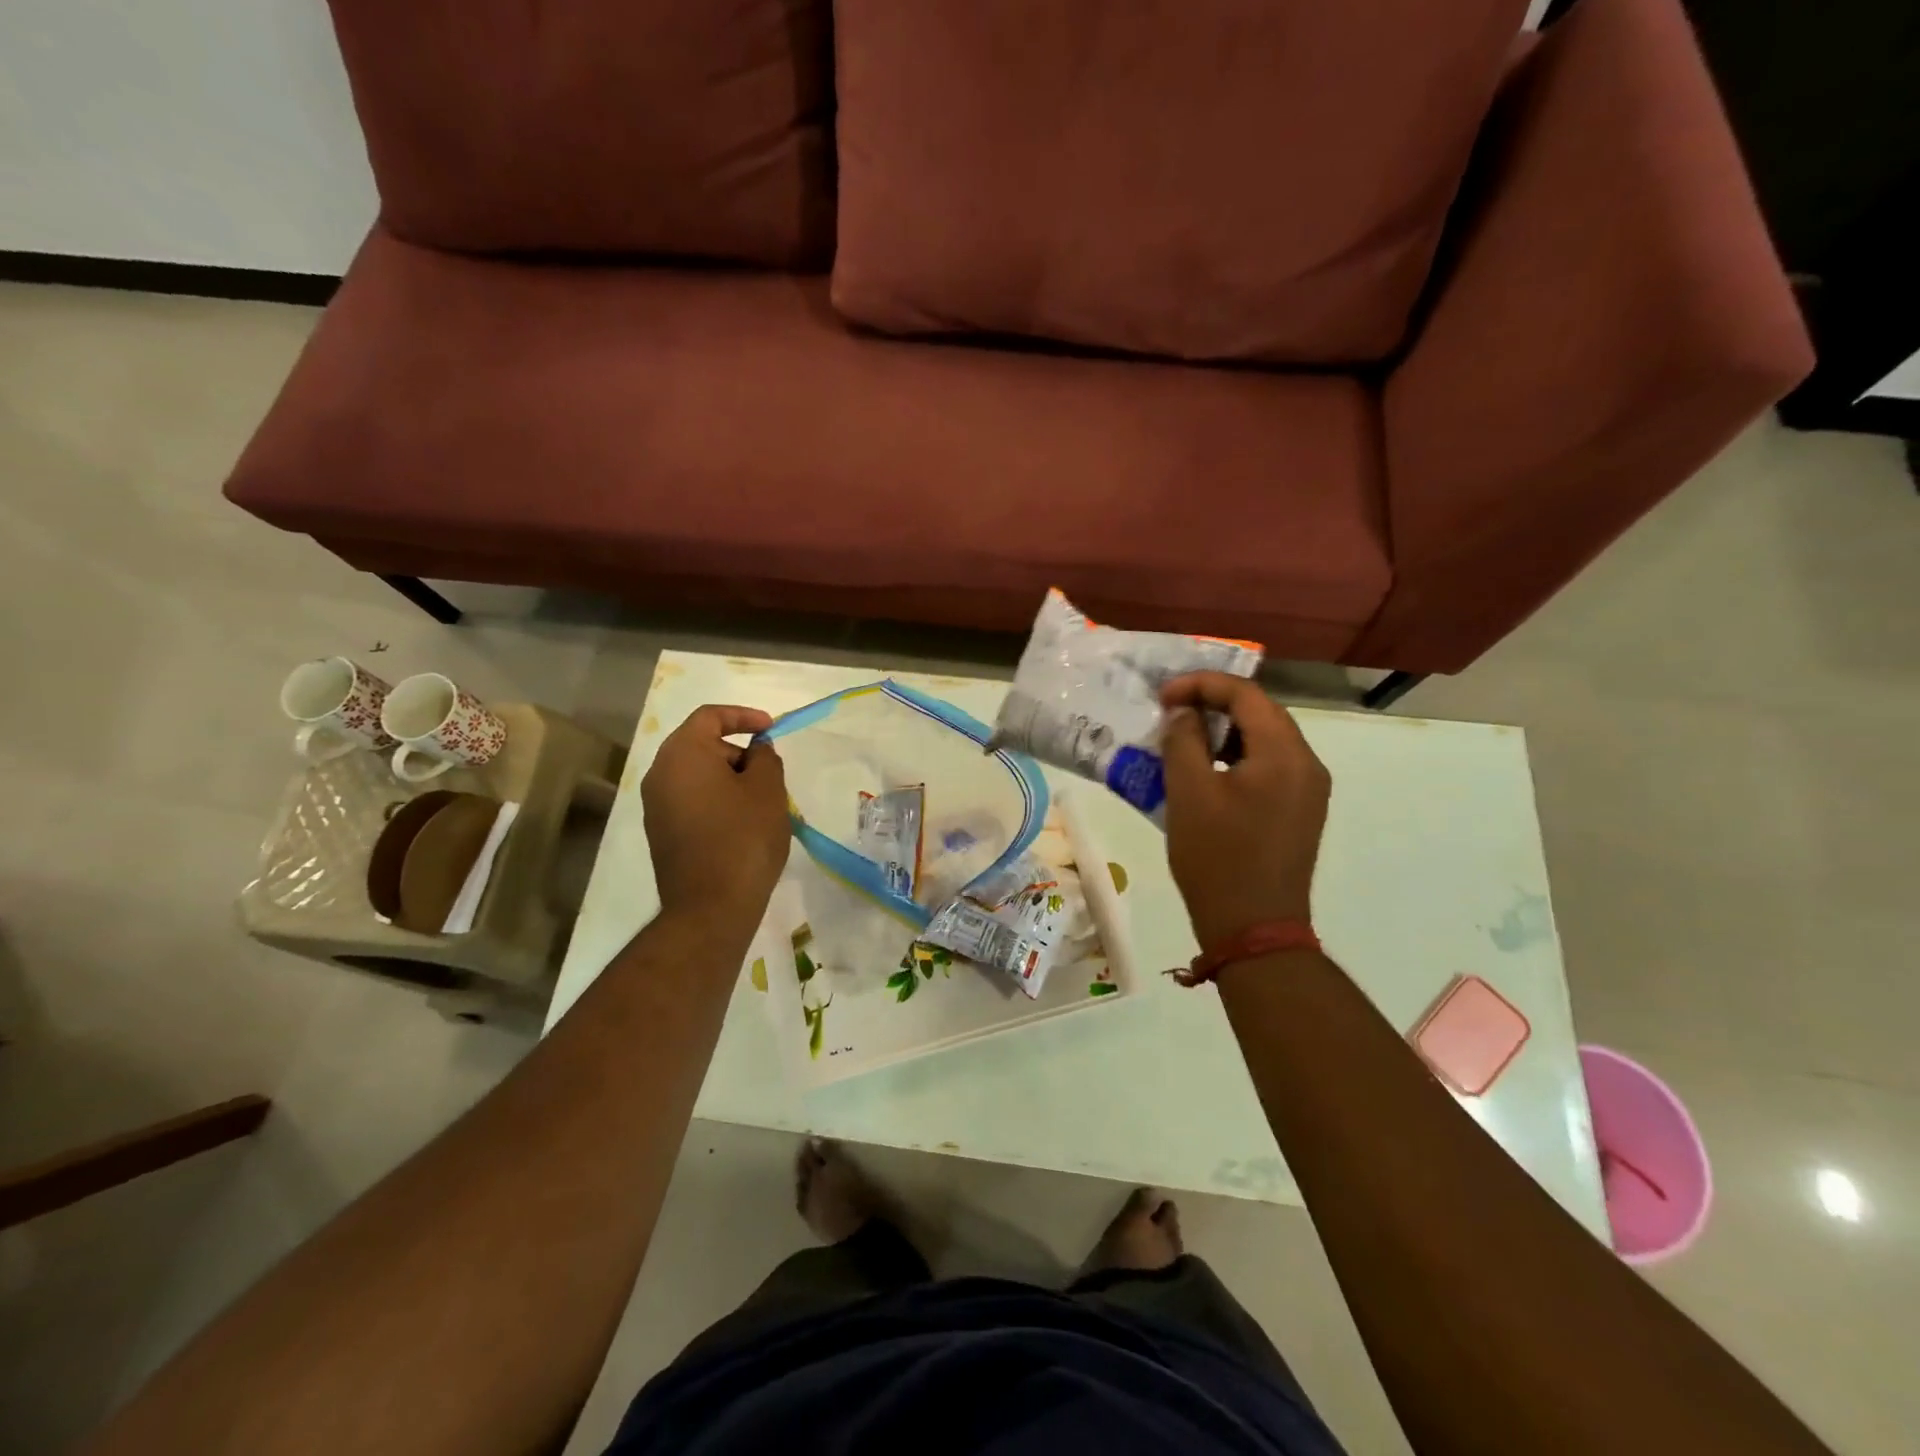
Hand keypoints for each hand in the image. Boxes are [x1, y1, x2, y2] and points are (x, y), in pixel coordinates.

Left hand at [643, 706, 789, 932]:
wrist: (710, 907)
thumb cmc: (744, 838)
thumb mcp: (768, 790)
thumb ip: (765, 758)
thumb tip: (755, 751)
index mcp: (682, 754)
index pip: (709, 717)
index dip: (743, 716)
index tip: (771, 729)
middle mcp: (660, 774)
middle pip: (701, 746)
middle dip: (738, 752)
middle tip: (770, 774)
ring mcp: (656, 806)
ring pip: (697, 776)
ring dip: (729, 779)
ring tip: (761, 802)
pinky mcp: (661, 833)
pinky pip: (691, 801)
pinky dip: (716, 800)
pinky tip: (742, 824)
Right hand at [1159, 673, 1330, 948]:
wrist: (1254, 929)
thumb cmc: (1218, 858)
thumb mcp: (1189, 793)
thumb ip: (1184, 740)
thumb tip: (1183, 713)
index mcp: (1285, 754)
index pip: (1246, 694)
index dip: (1201, 685)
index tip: (1162, 697)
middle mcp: (1307, 764)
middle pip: (1260, 713)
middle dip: (1212, 705)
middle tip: (1170, 714)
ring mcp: (1308, 790)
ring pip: (1263, 741)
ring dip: (1223, 733)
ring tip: (1182, 741)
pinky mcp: (1299, 812)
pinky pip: (1267, 767)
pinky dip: (1234, 759)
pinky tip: (1204, 774)